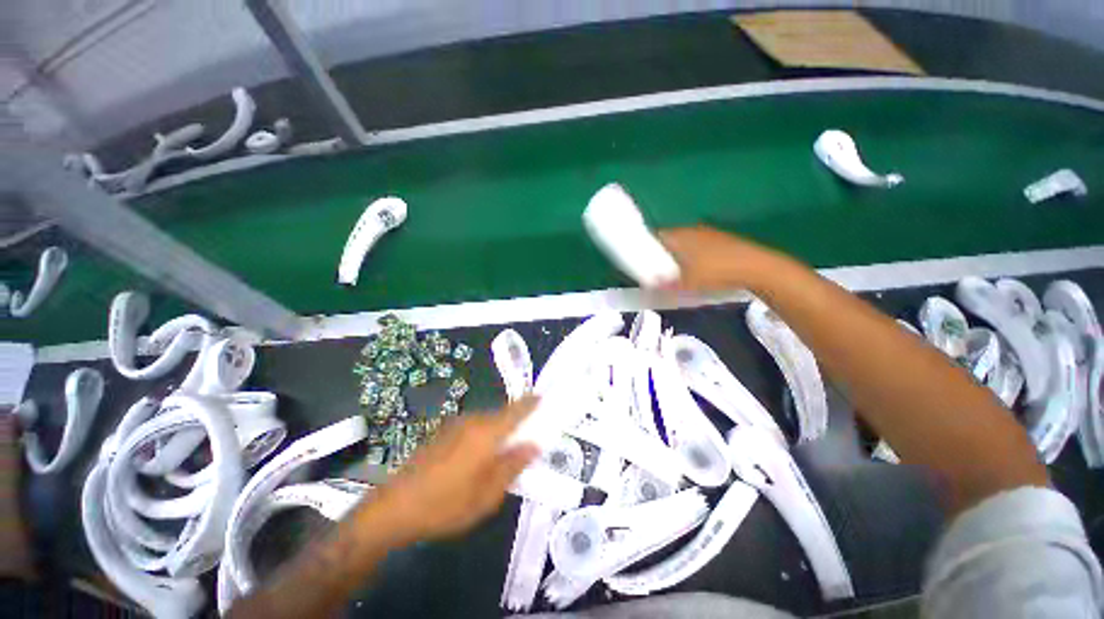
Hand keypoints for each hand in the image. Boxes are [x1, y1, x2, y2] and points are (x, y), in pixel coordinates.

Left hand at [373, 397, 539, 541]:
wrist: (394, 508)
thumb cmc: (447, 504)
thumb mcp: (488, 494)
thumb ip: (513, 465)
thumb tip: (533, 444)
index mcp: (487, 432)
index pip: (516, 410)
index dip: (531, 403)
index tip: (544, 397)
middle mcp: (472, 421)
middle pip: (502, 415)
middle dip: (516, 422)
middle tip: (527, 439)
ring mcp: (455, 426)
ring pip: (487, 422)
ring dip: (499, 431)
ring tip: (504, 452)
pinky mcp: (443, 433)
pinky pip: (473, 428)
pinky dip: (483, 436)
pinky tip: (479, 458)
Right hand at [657, 226, 777, 291]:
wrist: (754, 267)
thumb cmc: (714, 272)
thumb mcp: (685, 284)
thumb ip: (665, 285)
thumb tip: (651, 287)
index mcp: (679, 236)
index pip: (656, 236)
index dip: (647, 247)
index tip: (644, 260)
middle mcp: (690, 229)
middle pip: (669, 238)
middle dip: (662, 252)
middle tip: (659, 268)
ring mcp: (707, 232)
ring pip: (684, 241)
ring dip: (679, 253)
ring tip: (677, 270)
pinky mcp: (720, 238)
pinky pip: (698, 244)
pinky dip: (693, 254)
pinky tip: (698, 268)